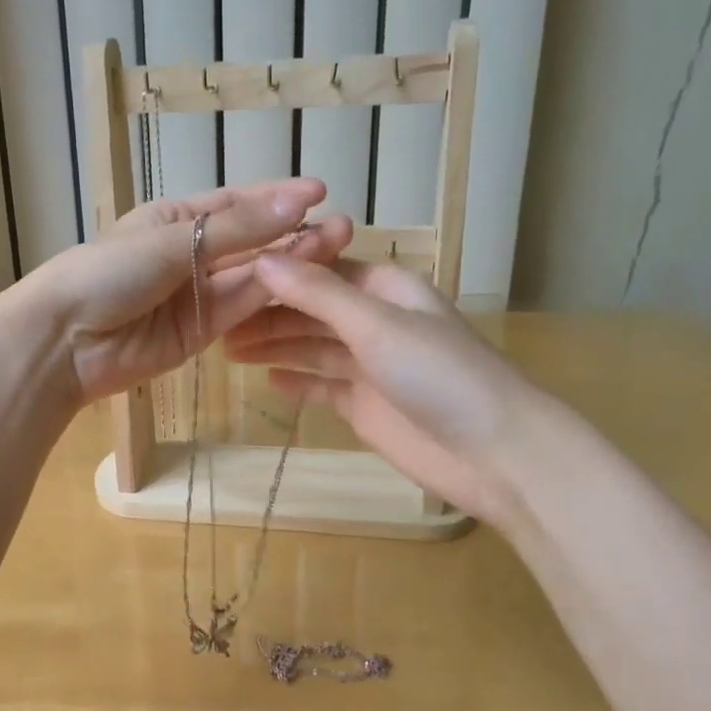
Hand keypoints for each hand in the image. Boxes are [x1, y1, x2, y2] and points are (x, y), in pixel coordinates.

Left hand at [19, 179, 351, 403]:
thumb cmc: (108, 272)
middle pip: (251, 242)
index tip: (320, 192)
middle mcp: (191, 253)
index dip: (277, 198)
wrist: (65, 341)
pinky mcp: (202, 333)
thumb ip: (238, 228)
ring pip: (253, 276)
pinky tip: (307, 283)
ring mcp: (198, 295)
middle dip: (293, 233)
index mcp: (175, 217)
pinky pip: (242, 309)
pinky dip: (271, 297)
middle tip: (343, 227)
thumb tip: (301, 198)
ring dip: (292, 264)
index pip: (236, 204)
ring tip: (337, 249)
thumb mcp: (173, 239)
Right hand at [226, 256, 548, 523]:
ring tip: (227, 348)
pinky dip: (296, 381)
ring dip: (274, 344)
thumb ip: (318, 294)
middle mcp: (375, 322)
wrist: (494, 452)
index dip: (277, 271)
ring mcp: (371, 366)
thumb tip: (261, 258)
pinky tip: (266, 378)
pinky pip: (323, 385)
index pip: (320, 269)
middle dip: (268, 312)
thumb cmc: (440, 374)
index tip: (229, 273)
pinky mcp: (366, 406)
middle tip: (216, 319)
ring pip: (312, 347)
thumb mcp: (376, 324)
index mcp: (385, 289)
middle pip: (311, 309)